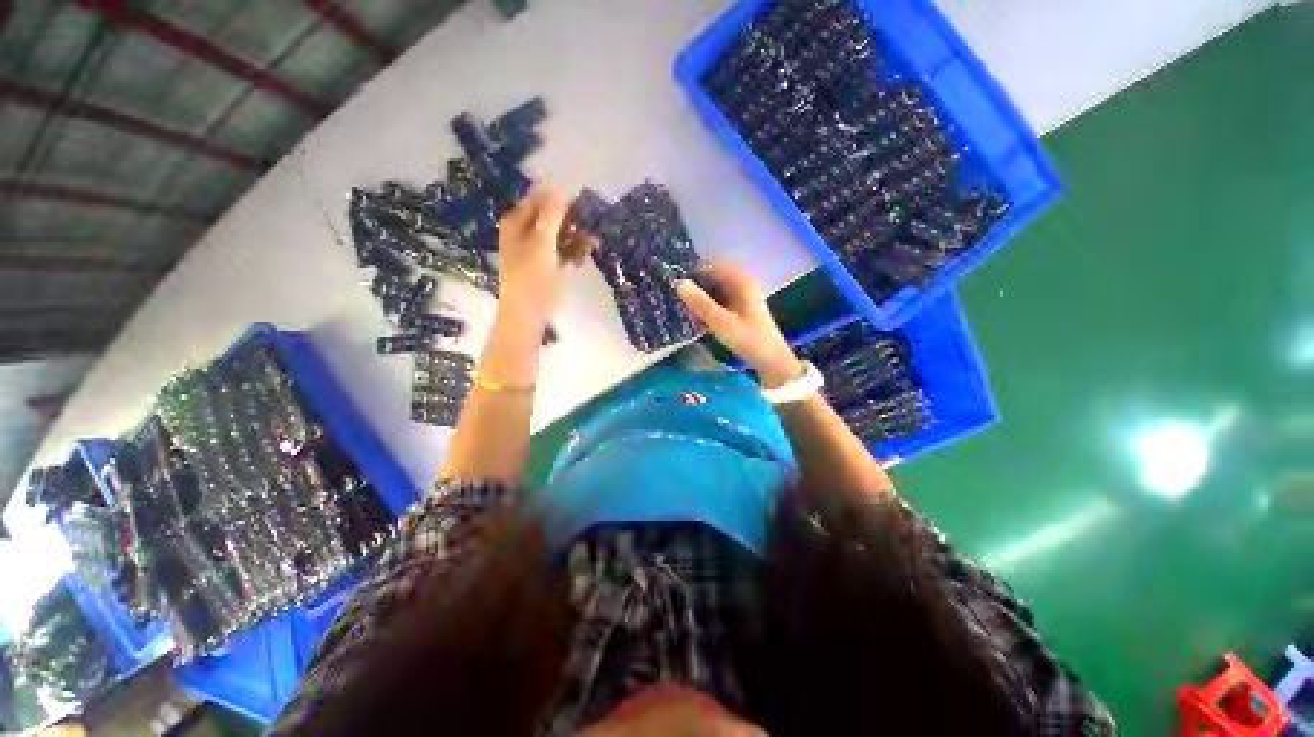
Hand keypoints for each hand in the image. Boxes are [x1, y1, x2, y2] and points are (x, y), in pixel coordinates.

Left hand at [497, 188, 578, 326]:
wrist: (528, 314)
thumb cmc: (531, 278)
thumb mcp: (542, 243)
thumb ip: (550, 216)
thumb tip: (558, 186)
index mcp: (517, 223)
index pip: (541, 200)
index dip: (562, 202)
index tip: (584, 208)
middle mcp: (526, 232)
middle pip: (553, 217)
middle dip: (573, 223)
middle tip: (590, 230)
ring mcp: (537, 249)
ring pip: (561, 235)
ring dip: (577, 239)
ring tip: (592, 246)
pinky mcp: (548, 264)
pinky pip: (563, 251)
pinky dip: (573, 253)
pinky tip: (581, 260)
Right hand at [675, 261, 802, 387]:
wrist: (771, 361)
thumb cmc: (747, 339)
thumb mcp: (719, 321)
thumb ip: (699, 302)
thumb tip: (679, 283)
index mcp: (741, 282)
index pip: (713, 266)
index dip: (695, 274)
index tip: (678, 288)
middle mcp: (743, 285)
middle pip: (714, 280)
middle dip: (697, 291)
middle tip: (683, 306)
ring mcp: (744, 299)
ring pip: (716, 293)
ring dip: (702, 303)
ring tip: (691, 317)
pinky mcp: (743, 312)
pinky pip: (721, 304)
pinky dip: (710, 311)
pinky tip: (702, 324)